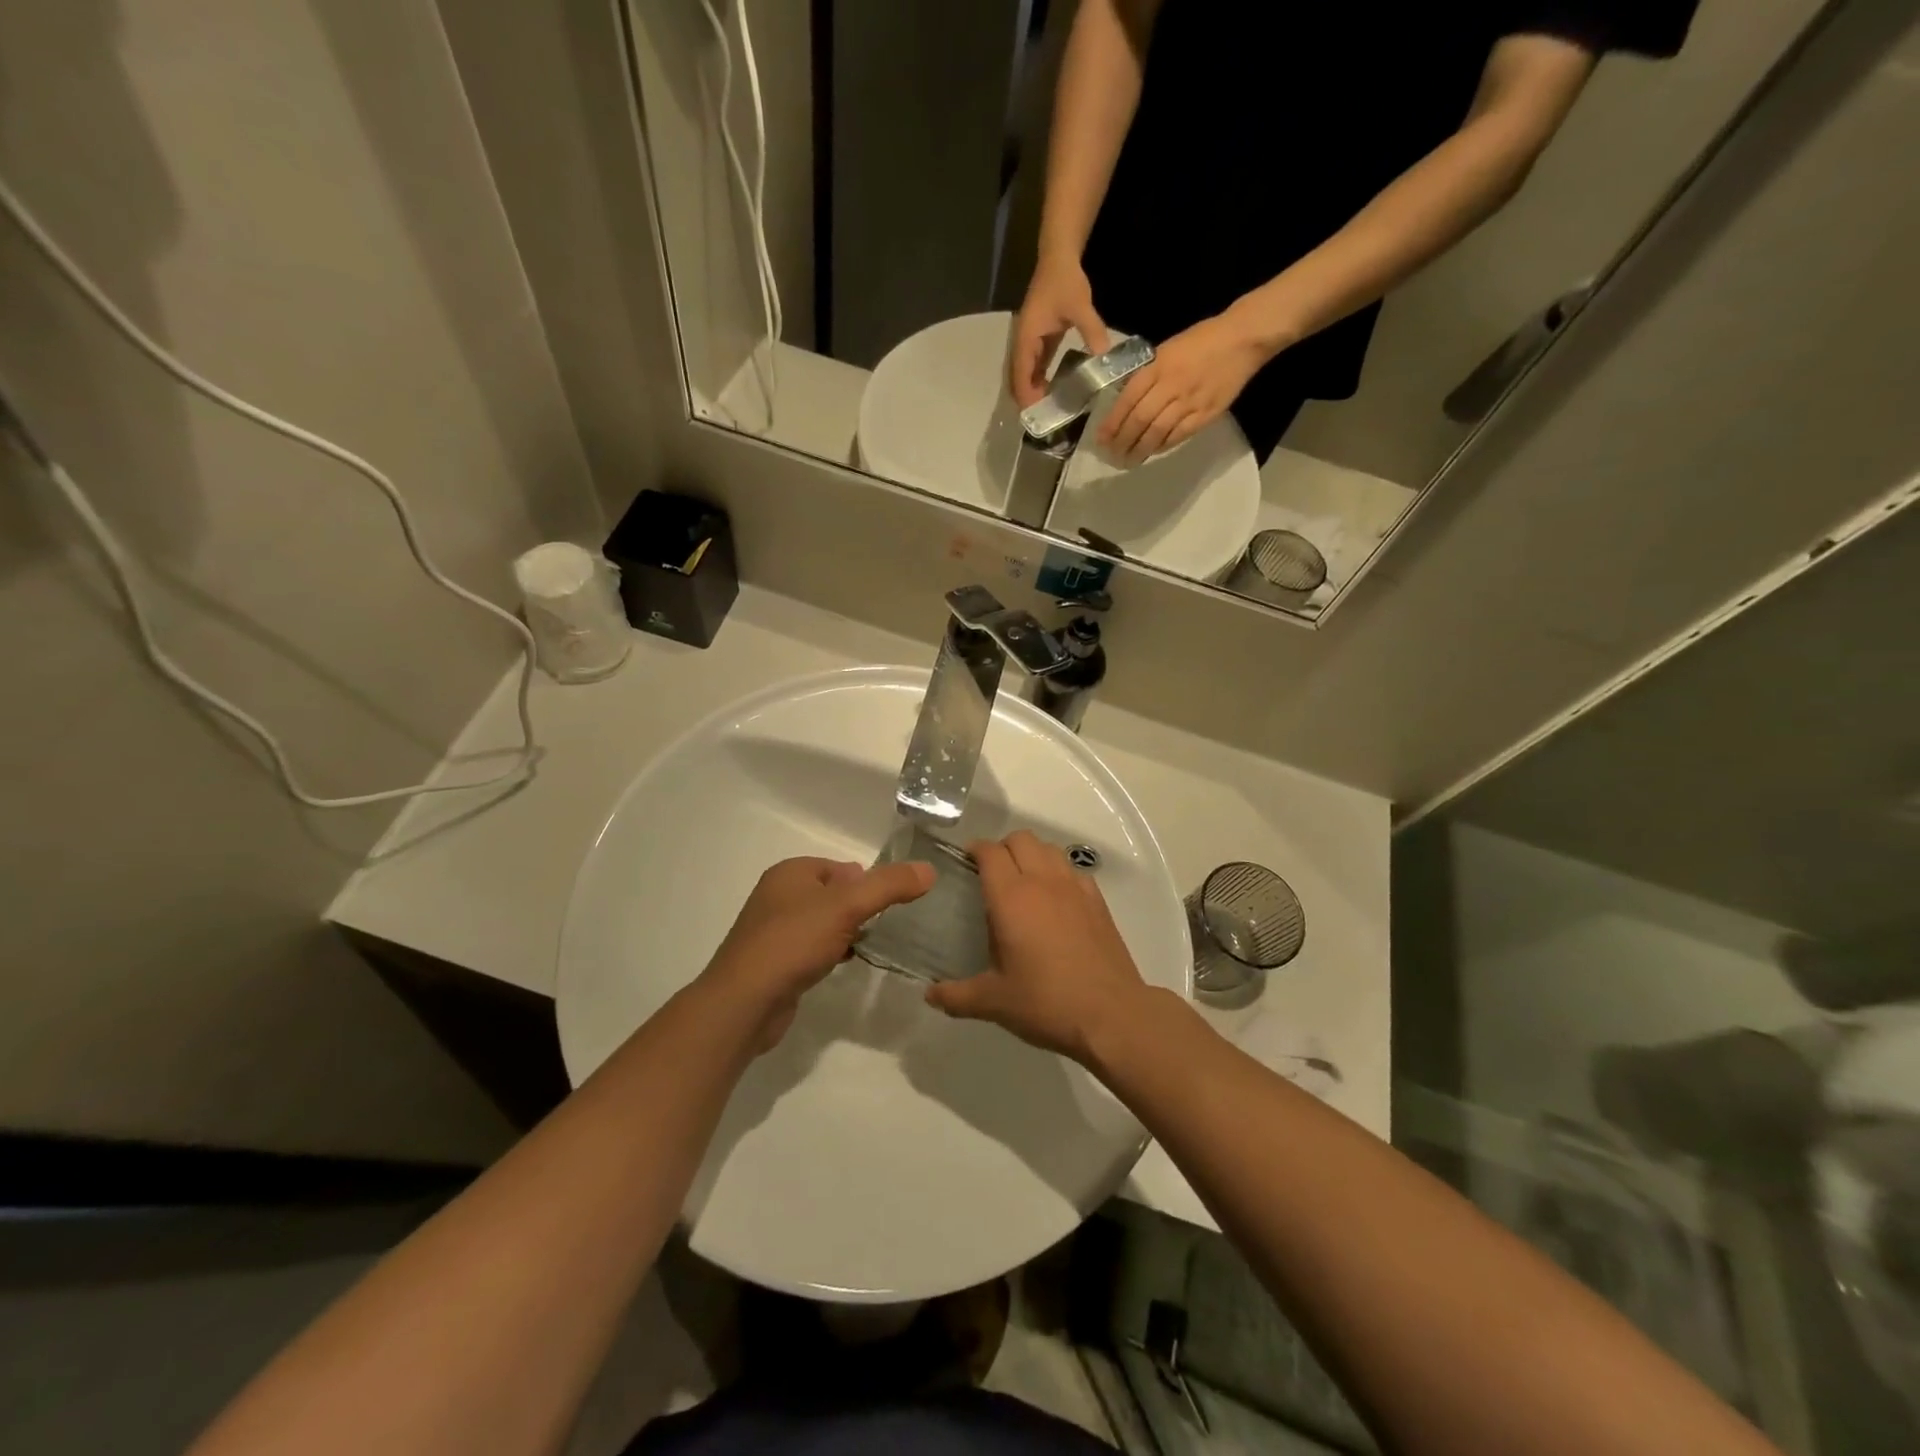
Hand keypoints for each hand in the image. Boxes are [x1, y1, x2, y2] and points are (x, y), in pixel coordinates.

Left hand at [699, 856, 932, 1051]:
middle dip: (858, 908)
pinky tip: (843, 966)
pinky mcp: (774, 963)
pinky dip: (830, 953)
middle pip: (833, 894)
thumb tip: (929, 870)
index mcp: (791, 872)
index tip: (889, 905)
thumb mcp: (848, 906)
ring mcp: (773, 930)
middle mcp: (778, 896)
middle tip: (884, 927)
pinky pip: (811, 949)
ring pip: (822, 923)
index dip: (866, 882)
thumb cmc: (793, 942)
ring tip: (868, 946)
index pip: (841, 867)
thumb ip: (889, 886)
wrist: (744, 1003)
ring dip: (846, 932)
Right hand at [923, 831, 1148, 1063]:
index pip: (990, 851)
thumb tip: (929, 995)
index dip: (975, 850)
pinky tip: (1055, 900)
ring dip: (1032, 854)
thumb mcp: (994, 1002)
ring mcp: (1075, 888)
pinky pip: (1073, 870)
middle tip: (991, 873)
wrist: (1111, 1015)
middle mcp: (1043, 881)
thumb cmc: (1046, 1003)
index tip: (965, 862)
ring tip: (1022, 882)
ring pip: (1049, 849)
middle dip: (1002, 847)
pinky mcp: (1098, 901)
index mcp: (1011, 897)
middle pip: (1021, 839)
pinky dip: (1059, 872)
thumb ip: (956, 995)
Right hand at [1010, 255, 1109, 407]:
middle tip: (1044, 423)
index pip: (1022, 375)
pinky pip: (1034, 368)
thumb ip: (1092, 332)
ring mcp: (1028, 342)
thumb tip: (1104, 358)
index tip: (1038, 416)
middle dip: (1027, 401)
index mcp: (1026, 338)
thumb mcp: (1080, 306)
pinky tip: (1053, 393)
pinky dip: (1039, 382)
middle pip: (1018, 380)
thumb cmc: (1065, 281)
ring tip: (1047, 413)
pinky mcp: (1036, 341)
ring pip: (1025, 376)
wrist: (1058, 258)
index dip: (1027, 397)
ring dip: (1033, 393)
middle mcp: (1022, 343)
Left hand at [1098, 313, 1269, 462]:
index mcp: (1158, 367)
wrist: (1242, 339)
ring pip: (1157, 432)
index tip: (1101, 439)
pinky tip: (1152, 451)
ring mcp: (1189, 402)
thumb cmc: (1201, 341)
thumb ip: (1147, 374)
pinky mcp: (1206, 414)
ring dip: (1140, 450)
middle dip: (1122, 441)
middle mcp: (1171, 385)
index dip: (1112, 423)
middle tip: (1113, 455)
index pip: (1127, 400)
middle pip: (1139, 420)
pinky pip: (1178, 436)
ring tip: (1129, 460)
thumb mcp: (1166, 350)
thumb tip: (1126, 400)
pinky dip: (1162, 446)